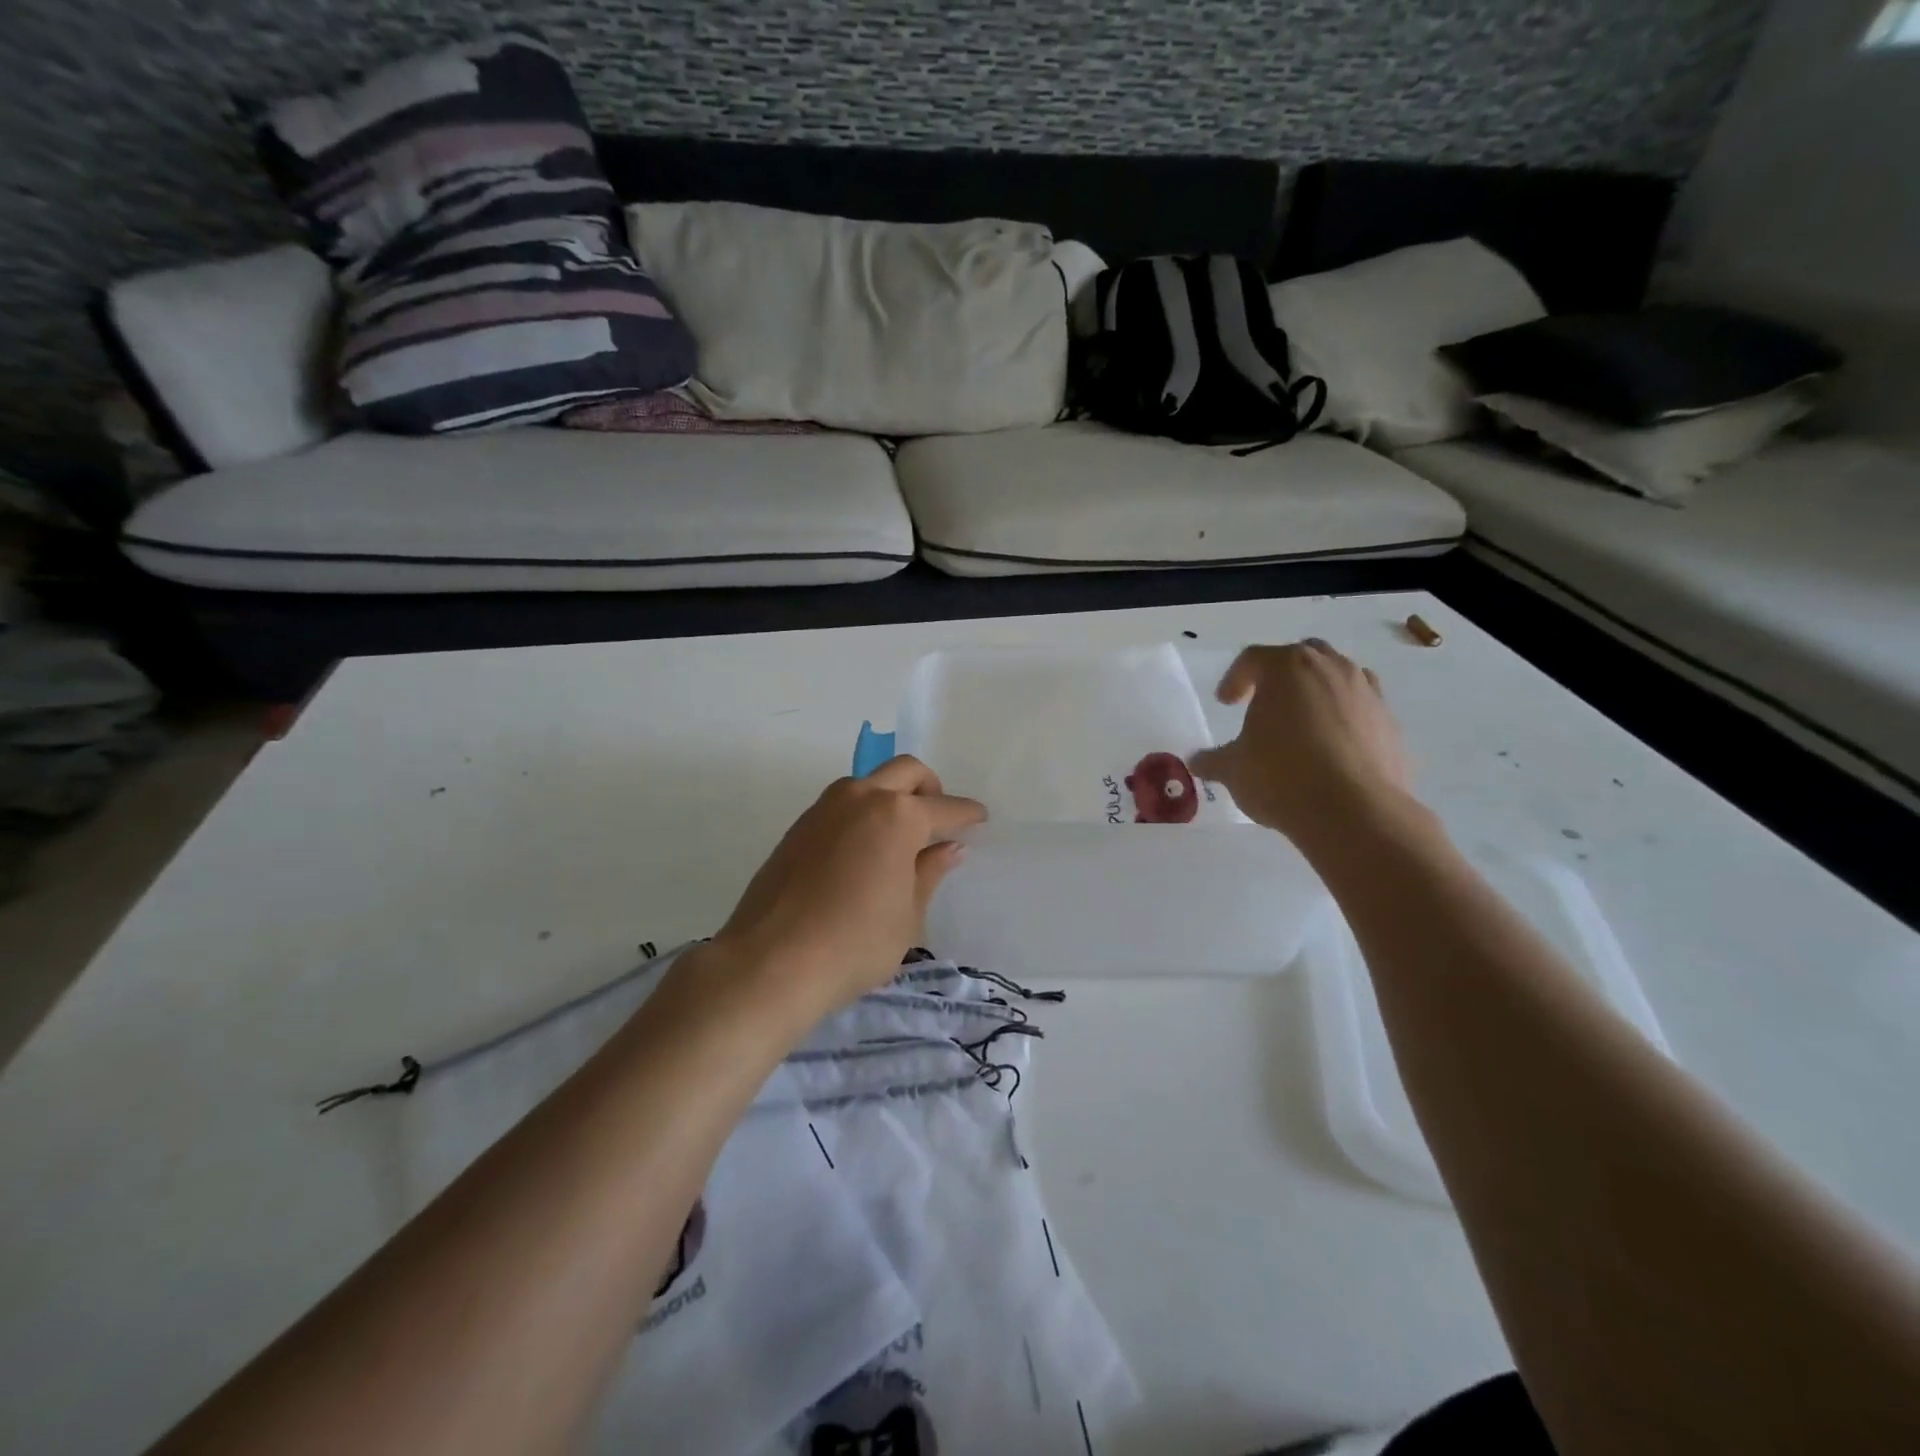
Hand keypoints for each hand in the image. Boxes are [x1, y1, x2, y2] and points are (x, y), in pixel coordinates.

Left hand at [704, 756, 985, 1018]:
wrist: (771, 962)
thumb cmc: (855, 944)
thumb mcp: (907, 915)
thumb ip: (929, 872)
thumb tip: (948, 849)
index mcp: (897, 816)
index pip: (943, 808)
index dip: (966, 814)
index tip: (979, 819)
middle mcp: (860, 798)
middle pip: (906, 771)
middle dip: (929, 788)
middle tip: (938, 820)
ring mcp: (823, 809)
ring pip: (868, 783)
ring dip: (891, 796)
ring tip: (900, 838)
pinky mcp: (798, 827)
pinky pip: (841, 805)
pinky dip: (862, 814)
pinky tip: (863, 852)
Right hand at [1190, 640, 1411, 848]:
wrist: (1354, 812)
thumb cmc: (1281, 777)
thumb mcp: (1233, 769)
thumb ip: (1213, 759)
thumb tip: (1197, 761)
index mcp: (1286, 668)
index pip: (1253, 658)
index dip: (1235, 678)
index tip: (1226, 703)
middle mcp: (1330, 669)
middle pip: (1302, 656)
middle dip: (1282, 676)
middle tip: (1266, 703)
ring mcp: (1367, 693)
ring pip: (1339, 678)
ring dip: (1318, 694)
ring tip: (1303, 726)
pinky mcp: (1391, 723)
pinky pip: (1361, 710)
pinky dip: (1345, 720)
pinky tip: (1332, 752)